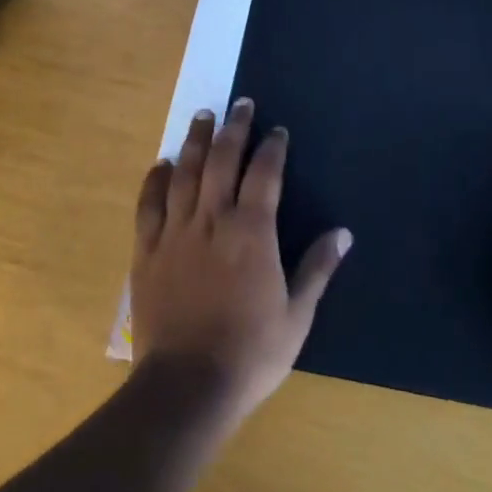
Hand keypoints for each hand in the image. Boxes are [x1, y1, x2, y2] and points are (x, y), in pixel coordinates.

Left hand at [130, 99, 352, 422]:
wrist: (187, 387)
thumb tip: (344, 233)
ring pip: (184, 173)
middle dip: (234, 129)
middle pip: (222, 161)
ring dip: (195, 141)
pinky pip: (149, 206)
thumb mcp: (297, 316)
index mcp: (252, 232)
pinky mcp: (147, 252)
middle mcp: (213, 220)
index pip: (264, 174)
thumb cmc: (251, 353)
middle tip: (240, 104)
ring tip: (203, 115)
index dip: (271, 148)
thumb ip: (318, 268)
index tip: (276, 130)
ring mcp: (175, 233)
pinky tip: (161, 164)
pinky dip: (155, 180)